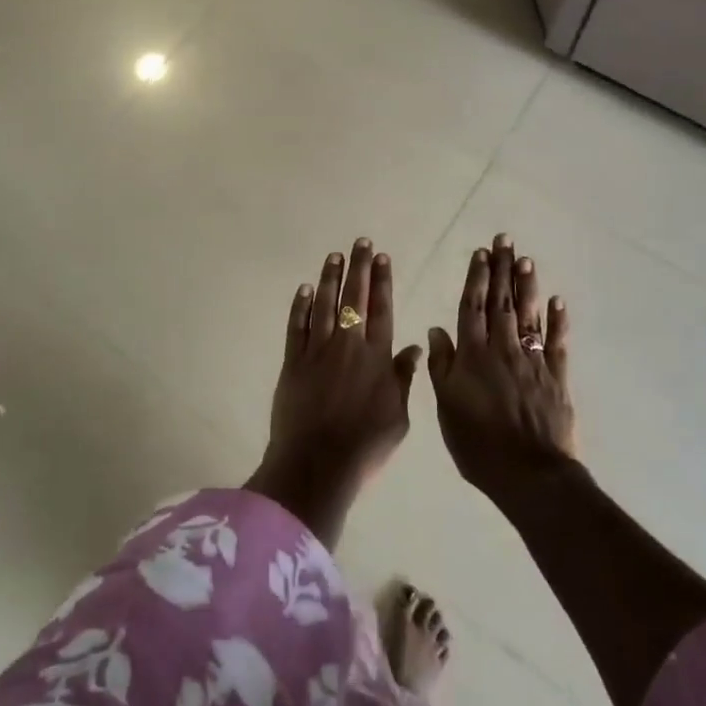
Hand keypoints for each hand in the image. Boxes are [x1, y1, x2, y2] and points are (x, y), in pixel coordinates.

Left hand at [247, 238, 423, 546]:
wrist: (317, 463)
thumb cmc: (364, 446)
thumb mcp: (398, 418)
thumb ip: (403, 379)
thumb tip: (412, 348)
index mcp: (376, 357)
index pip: (382, 309)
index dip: (382, 281)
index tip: (382, 257)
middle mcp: (348, 345)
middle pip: (354, 298)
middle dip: (358, 268)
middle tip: (360, 242)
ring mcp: (317, 350)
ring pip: (323, 304)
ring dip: (329, 278)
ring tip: (334, 256)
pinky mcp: (293, 361)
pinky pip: (297, 326)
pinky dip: (300, 305)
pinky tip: (304, 289)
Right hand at [426, 234, 576, 507]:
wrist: (529, 474)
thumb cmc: (478, 445)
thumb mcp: (446, 407)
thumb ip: (442, 366)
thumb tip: (436, 330)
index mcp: (473, 355)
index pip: (473, 307)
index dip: (476, 278)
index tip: (480, 253)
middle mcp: (502, 349)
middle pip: (501, 302)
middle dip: (502, 269)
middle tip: (504, 240)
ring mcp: (532, 361)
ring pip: (528, 315)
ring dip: (526, 285)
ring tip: (525, 259)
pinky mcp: (556, 377)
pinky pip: (556, 342)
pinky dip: (557, 321)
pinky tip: (557, 301)